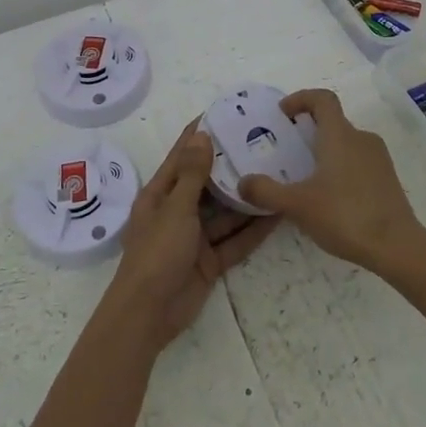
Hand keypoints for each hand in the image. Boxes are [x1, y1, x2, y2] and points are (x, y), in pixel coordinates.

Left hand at [105, 118, 278, 348]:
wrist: (149, 314)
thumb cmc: (156, 252)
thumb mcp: (175, 208)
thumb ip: (192, 174)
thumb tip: (202, 135)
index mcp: (160, 195)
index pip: (182, 157)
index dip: (199, 136)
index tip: (223, 113)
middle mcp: (177, 212)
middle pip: (207, 184)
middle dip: (230, 166)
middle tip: (262, 144)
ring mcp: (194, 238)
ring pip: (225, 213)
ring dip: (246, 198)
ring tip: (276, 175)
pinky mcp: (209, 262)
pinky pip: (234, 240)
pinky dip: (252, 230)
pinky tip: (276, 214)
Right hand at [237, 89, 425, 275]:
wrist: (398, 247)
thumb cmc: (345, 216)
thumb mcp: (297, 205)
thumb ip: (266, 191)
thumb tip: (243, 182)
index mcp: (340, 135)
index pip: (322, 99)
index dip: (301, 98)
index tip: (283, 113)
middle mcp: (362, 138)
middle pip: (333, 121)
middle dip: (308, 129)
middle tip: (288, 150)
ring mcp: (379, 158)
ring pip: (346, 143)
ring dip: (325, 150)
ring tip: (306, 177)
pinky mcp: (388, 179)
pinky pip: (358, 161)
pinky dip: (341, 167)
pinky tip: (330, 197)